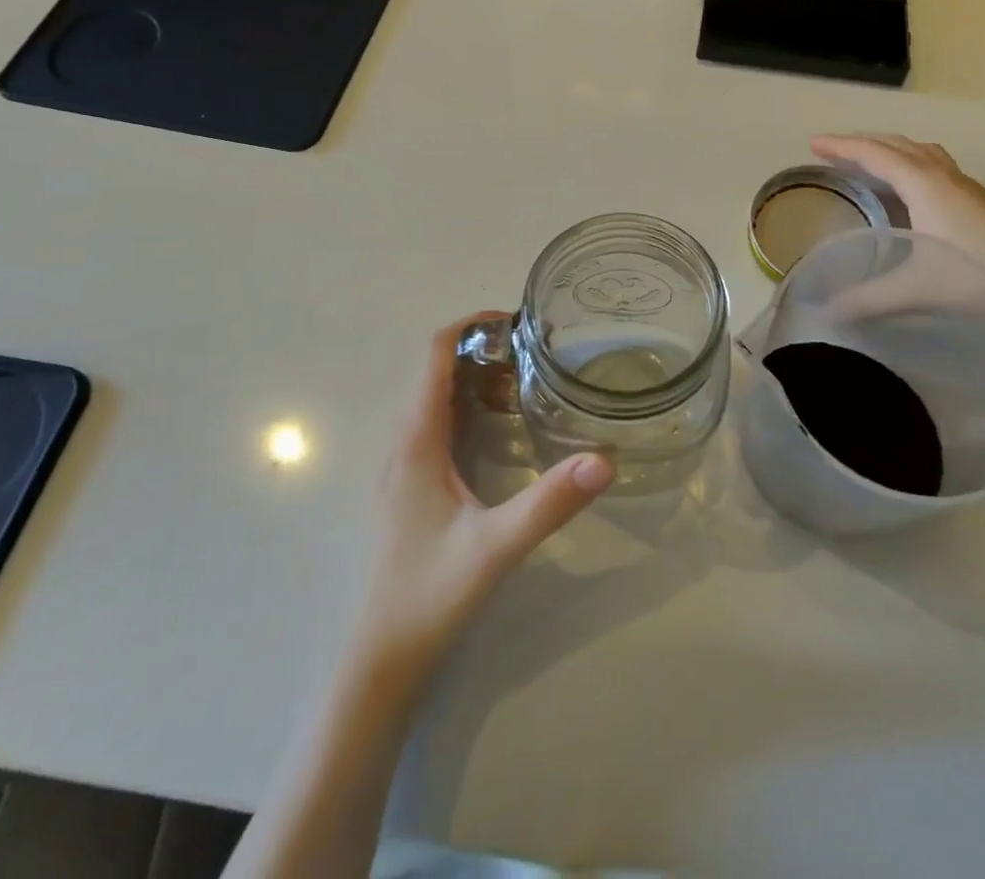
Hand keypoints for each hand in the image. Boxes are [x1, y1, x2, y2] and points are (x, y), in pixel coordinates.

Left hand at [356, 314, 613, 675]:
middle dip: (484, 348)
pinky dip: (471, 406)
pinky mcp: (412, 486)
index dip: (471, 324)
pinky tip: (504, 428)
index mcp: (417, 439)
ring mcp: (405, 464)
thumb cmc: (429, 596)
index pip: (435, 353)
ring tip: (529, 379)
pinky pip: (439, 423)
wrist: (379, 663)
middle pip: (438, 368)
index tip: (518, 320)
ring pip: (438, 396)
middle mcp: (405, 441)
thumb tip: (605, 460)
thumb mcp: (497, 546)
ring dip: (477, 376)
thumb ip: (550, 502)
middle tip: (538, 351)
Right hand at [810, 134, 984, 364]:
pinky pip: (935, 168)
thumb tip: (825, 309)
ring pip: (921, 154)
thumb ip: (868, 298)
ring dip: (891, 151)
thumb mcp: (916, 290)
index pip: (875, 154)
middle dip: (863, 143)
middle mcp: (944, 177)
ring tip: (868, 163)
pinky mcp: (981, 205)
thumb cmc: (982, 279)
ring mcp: (967, 189)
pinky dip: (912, 167)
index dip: (842, 147)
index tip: (812, 144)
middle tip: (833, 152)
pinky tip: (910, 195)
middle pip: (898, 145)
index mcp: (924, 184)